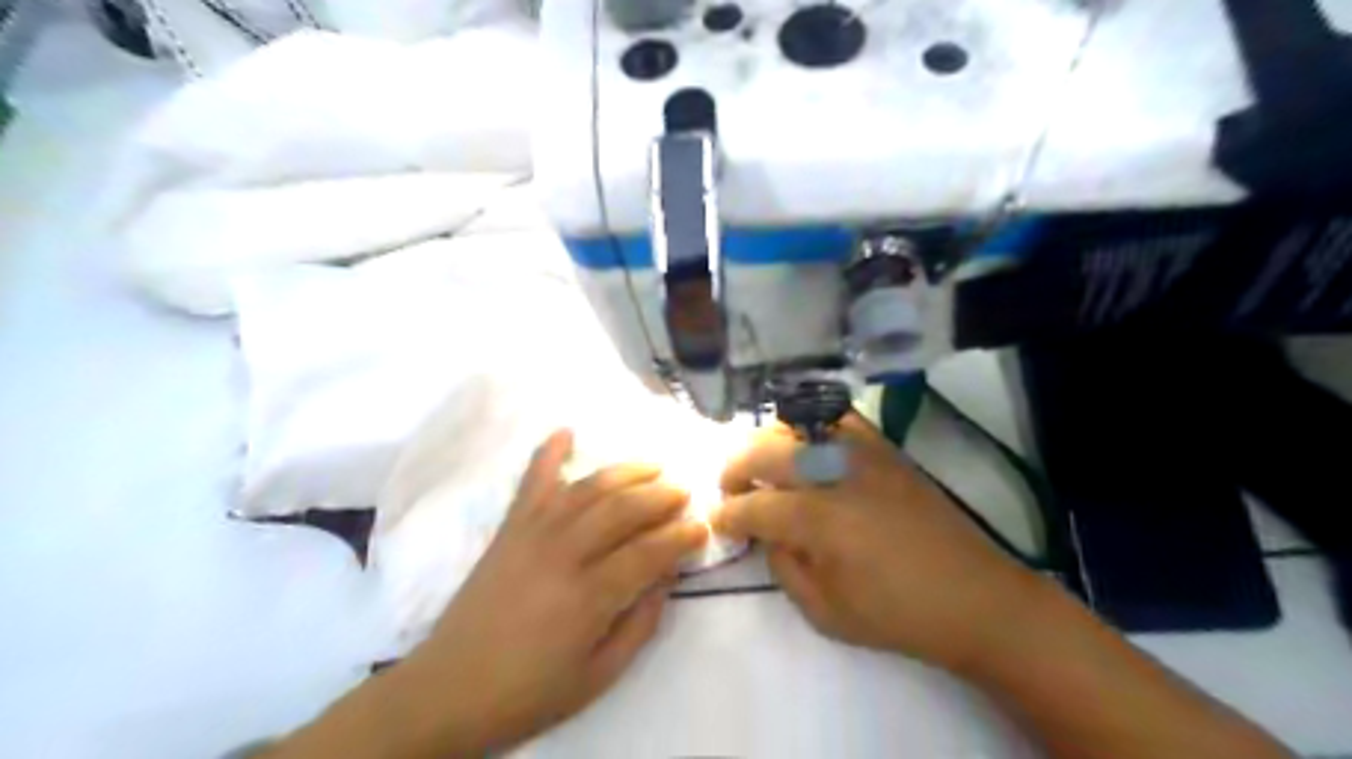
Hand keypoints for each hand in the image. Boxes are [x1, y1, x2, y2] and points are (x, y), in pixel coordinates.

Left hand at [398, 430, 708, 754]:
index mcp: (588, 597)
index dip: (681, 537)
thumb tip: (665, 579)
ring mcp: (532, 534)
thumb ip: (640, 625)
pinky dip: (548, 453)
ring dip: (625, 472)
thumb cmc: (529, 691)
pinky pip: (531, 482)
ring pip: (587, 488)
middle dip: (660, 496)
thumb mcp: (599, 675)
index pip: (648, 552)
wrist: (449, 689)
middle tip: (684, 492)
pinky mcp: (509, 529)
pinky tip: (566, 431)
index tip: (702, 528)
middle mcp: (563, 554)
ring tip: (652, 466)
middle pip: (622, 509)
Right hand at [719, 416, 1044, 669]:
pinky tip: (806, 448)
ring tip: (764, 467)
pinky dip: (811, 427)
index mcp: (819, 520)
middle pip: (763, 451)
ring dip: (767, 444)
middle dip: (735, 469)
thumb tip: (765, 534)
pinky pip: (837, 418)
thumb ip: (783, 568)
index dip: (726, 515)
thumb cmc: (898, 614)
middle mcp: (834, 473)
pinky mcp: (885, 448)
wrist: (975, 597)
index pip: (753, 506)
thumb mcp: (826, 613)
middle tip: (731, 491)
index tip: (716, 521)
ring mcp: (862, 453)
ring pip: (795, 425)